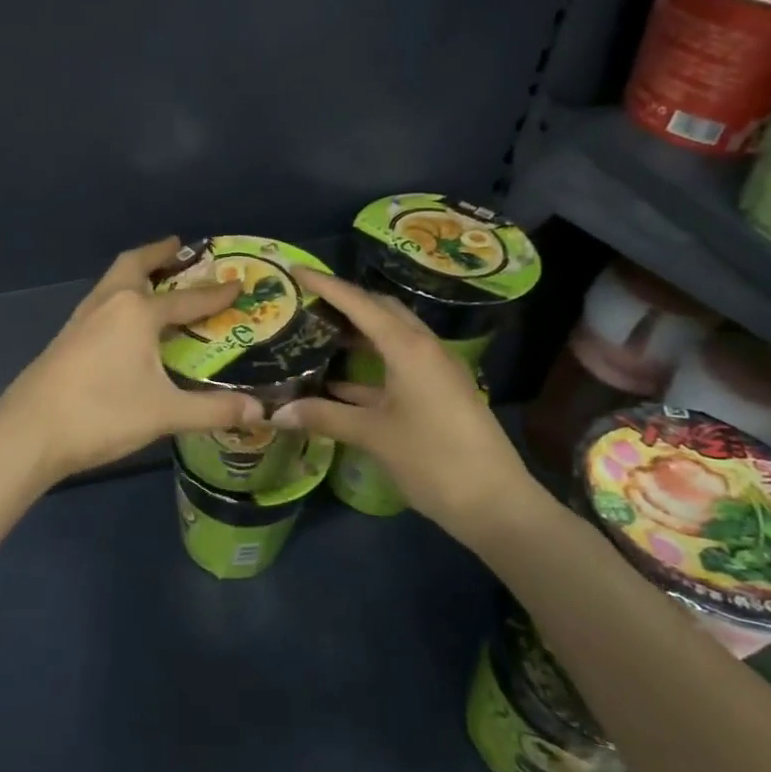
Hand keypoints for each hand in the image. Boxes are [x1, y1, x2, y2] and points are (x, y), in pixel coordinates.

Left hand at [0, 237, 262, 488]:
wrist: (29, 432)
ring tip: (155, 281)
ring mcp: (81, 319)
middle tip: (178, 247)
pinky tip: (124, 323)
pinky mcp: (66, 337)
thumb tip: (260, 412)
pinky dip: (119, 297)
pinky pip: (100, 302)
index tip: (237, 283)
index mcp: (136, 312)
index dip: (215, 294)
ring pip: (112, 282)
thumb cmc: (102, 414)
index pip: (187, 299)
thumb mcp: (164, 413)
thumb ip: (213, 410)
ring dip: (135, 273)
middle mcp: (108, 304)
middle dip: (157, 253)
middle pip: (133, 265)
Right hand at [269, 268, 546, 538]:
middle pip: (380, 310)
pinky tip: (338, 382)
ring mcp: (434, 370)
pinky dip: (369, 365)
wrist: (494, 503)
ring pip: (390, 337)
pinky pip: (398, 364)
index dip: (325, 285)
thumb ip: (324, 416)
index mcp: (408, 347)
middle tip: (306, 301)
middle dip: (345, 302)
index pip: (359, 303)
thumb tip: (276, 413)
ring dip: (357, 333)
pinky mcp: (438, 392)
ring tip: (317, 333)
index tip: (295, 269)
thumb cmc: (432, 459)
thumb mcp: (372, 435)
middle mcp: (423, 348)